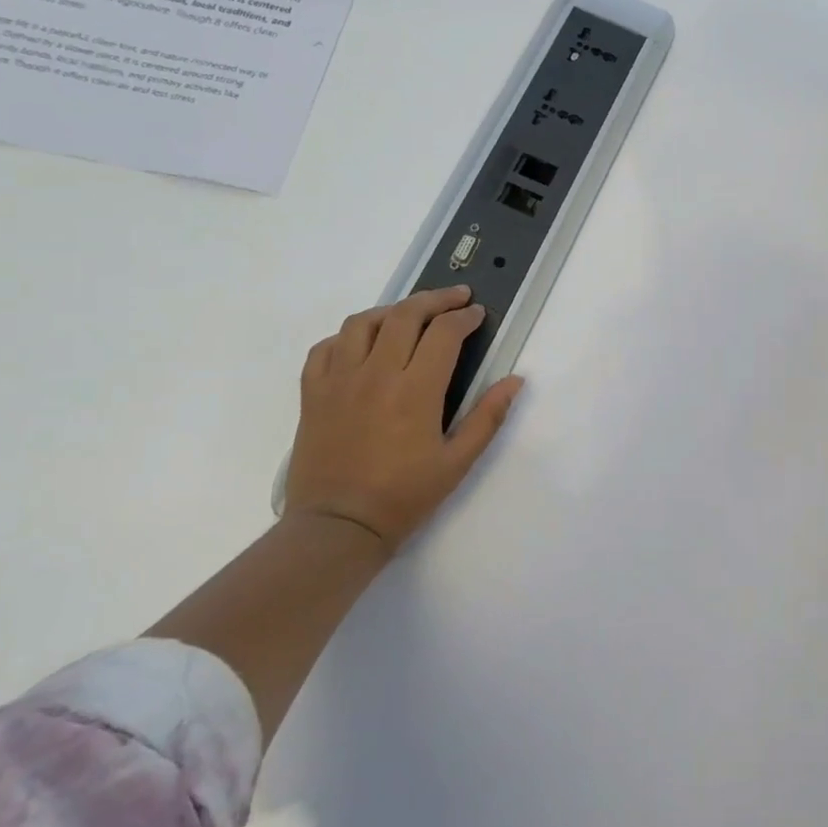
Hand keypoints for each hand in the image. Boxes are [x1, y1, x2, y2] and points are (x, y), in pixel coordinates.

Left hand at [284, 287, 522, 553]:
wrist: (337, 528)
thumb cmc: (404, 496)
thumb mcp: (458, 462)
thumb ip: (488, 417)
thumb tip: (515, 380)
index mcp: (415, 391)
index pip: (444, 333)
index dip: (464, 317)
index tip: (477, 315)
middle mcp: (376, 374)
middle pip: (405, 315)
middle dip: (435, 299)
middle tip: (455, 298)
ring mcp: (339, 381)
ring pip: (362, 322)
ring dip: (392, 311)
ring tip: (410, 314)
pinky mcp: (312, 394)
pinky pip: (325, 348)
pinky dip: (347, 336)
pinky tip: (362, 344)